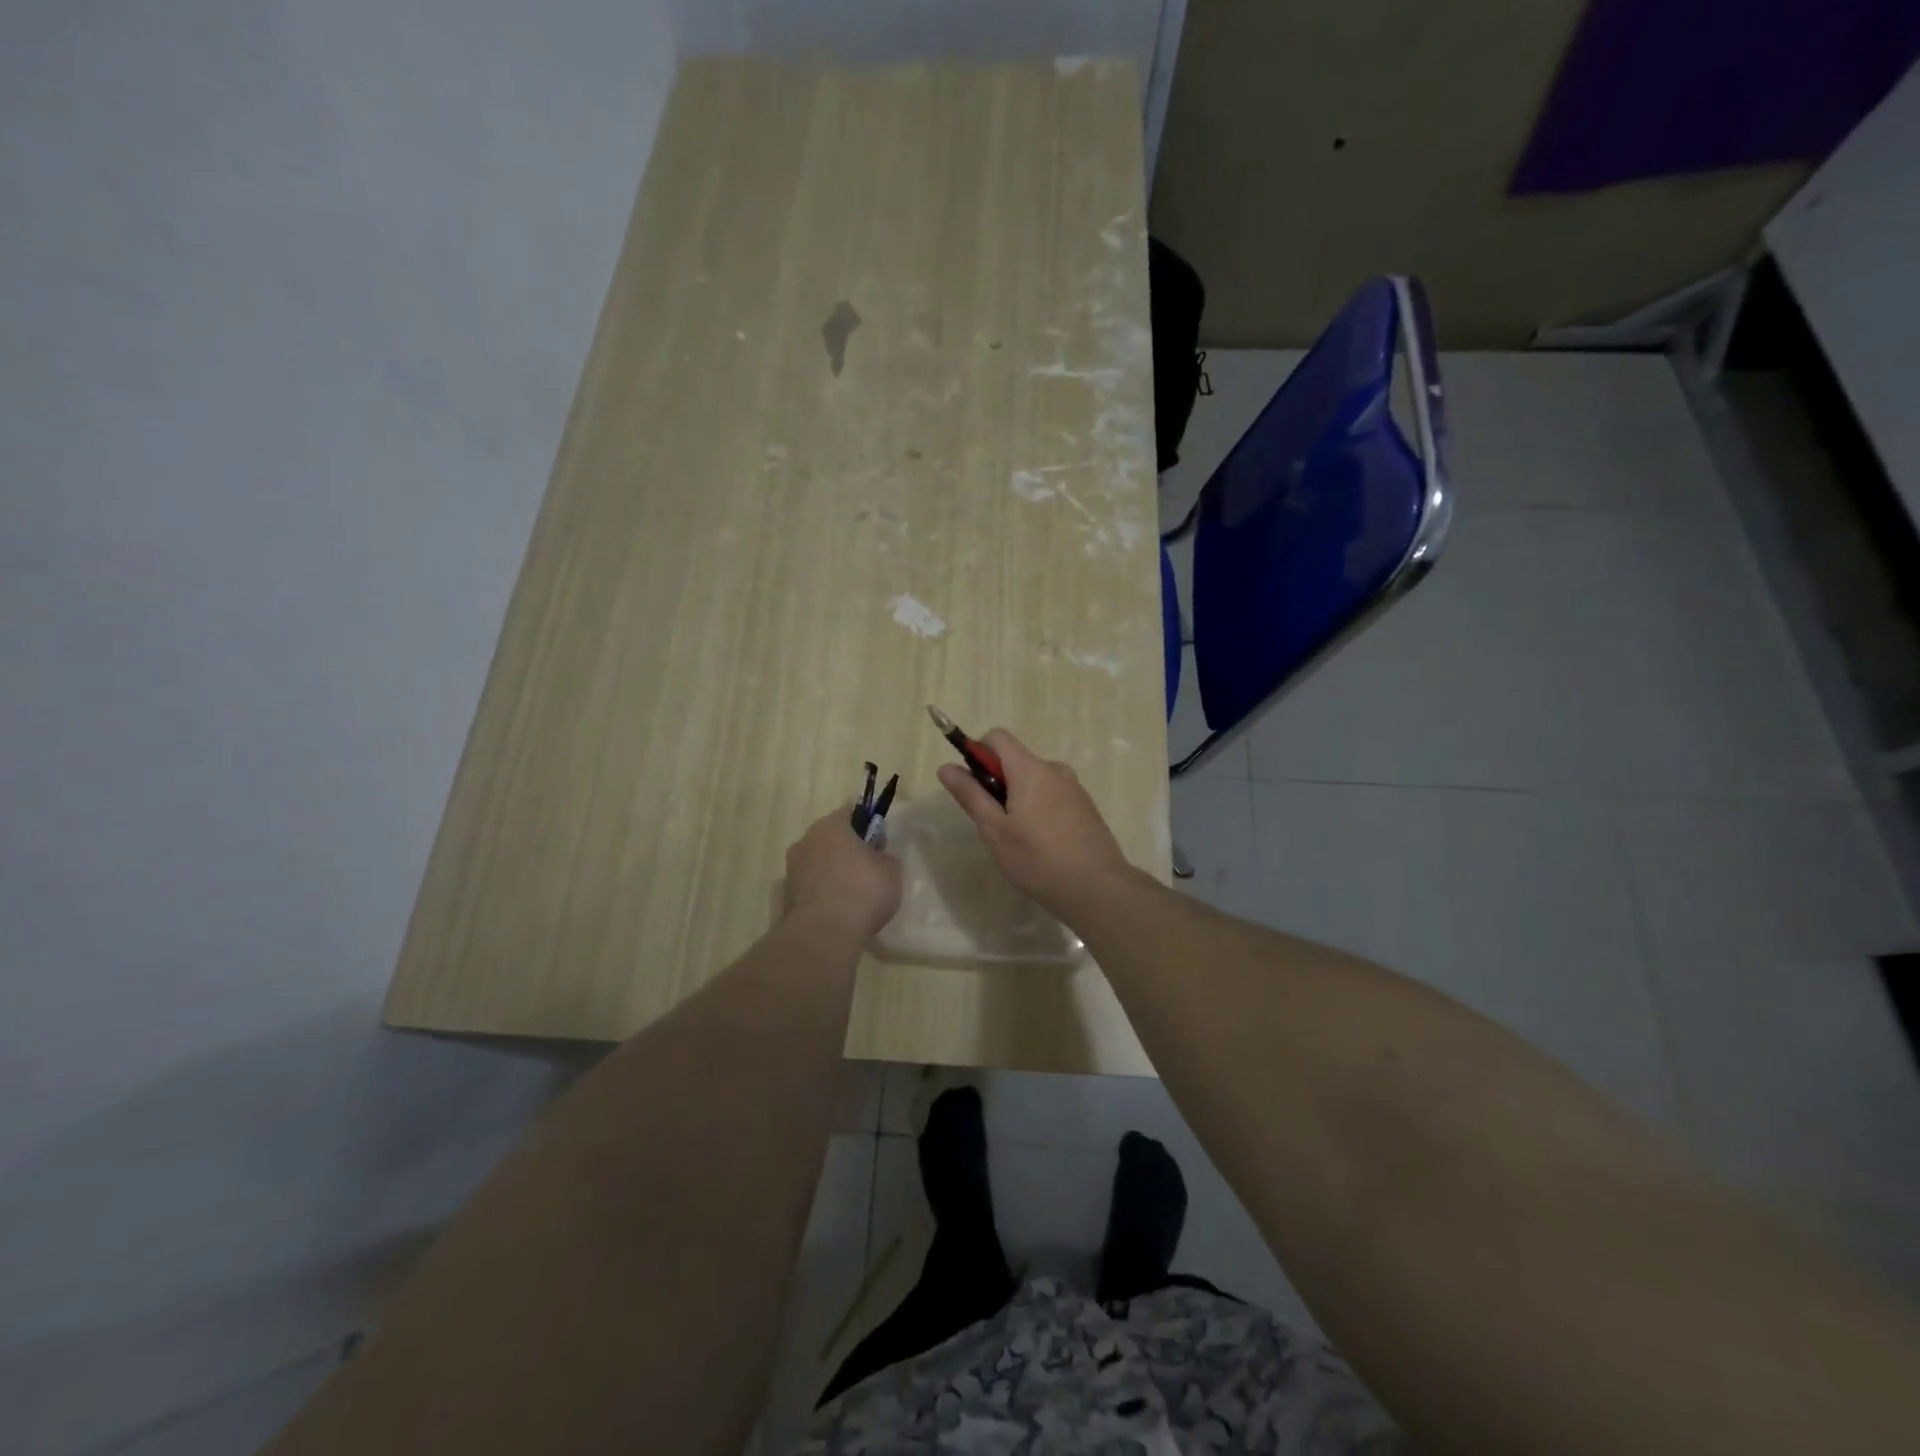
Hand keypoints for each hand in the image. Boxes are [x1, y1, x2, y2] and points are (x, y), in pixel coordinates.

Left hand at [783, 808, 903, 938]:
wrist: (827, 933)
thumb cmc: (863, 890)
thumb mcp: (892, 870)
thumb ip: (885, 857)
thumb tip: (878, 857)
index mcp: (831, 825)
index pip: (850, 813)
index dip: (867, 826)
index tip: (879, 844)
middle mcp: (806, 840)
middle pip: (830, 838)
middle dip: (847, 850)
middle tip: (868, 869)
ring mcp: (792, 868)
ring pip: (818, 862)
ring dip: (832, 872)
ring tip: (853, 895)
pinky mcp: (786, 896)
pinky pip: (810, 886)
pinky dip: (822, 892)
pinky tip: (838, 910)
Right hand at [937, 729, 1133, 917]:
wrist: (1097, 887)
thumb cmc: (1037, 859)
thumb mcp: (994, 830)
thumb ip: (970, 795)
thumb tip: (946, 767)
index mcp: (1030, 769)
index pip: (997, 736)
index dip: (977, 752)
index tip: (973, 785)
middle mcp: (1054, 769)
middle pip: (1016, 760)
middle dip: (998, 782)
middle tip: (993, 823)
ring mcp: (1074, 787)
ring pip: (1035, 780)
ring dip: (1019, 798)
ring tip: (1018, 839)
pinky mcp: (1086, 806)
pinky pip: (1053, 795)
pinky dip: (1040, 809)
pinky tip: (1043, 844)